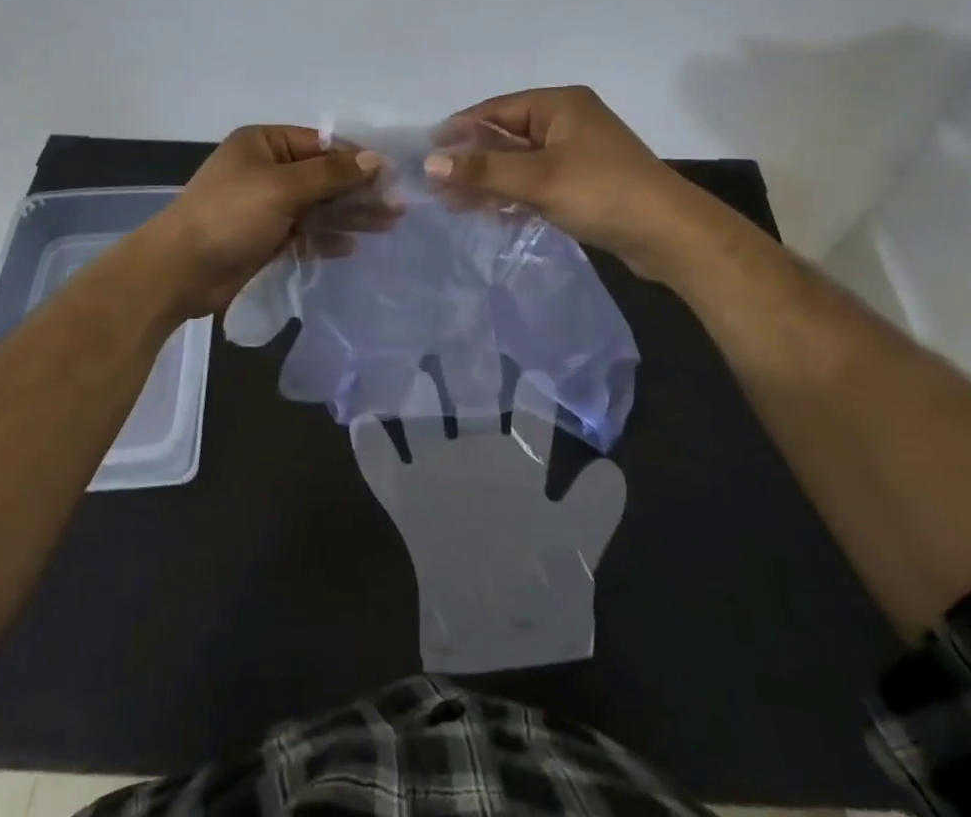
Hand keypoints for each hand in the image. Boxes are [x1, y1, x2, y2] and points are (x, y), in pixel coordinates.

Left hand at [139, 126, 382, 318]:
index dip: (356, 159)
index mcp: (264, 143)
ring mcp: (267, 204)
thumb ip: (332, 173)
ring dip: (350, 215)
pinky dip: (327, 237)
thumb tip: (377, 159)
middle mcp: (267, 169)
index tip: (391, 175)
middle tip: (396, 206)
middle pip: (323, 176)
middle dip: (358, 190)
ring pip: (318, 205)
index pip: (321, 144)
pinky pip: (306, 231)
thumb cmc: (230, 215)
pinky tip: (352, 246)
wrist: (179, 270)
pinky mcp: (267, 237)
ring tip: (388, 225)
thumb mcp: (283, 186)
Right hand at [352, 380, 626, 672]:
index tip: (526, 354)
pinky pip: (383, 471)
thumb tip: (611, 470)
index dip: (530, 394)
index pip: (526, 422)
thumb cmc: (539, 593)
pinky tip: (359, 421)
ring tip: (409, 366)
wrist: (493, 642)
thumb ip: (590, 514)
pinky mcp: (408, 503)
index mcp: (517, 468)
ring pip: (423, 426)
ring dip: (415, 401)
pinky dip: (371, 450)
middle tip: (460, 328)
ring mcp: (439, 479)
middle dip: (464, 369)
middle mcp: (476, 461)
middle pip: (468, 405)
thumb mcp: (571, 555)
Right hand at [425, 86, 694, 279]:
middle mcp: (567, 122)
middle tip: (437, 185)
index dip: (461, 128)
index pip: (497, 109)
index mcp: (559, 105)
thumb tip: (429, 164)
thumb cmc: (602, 192)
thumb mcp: (538, 179)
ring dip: (490, 181)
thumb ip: (483, 171)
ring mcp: (577, 153)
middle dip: (472, 161)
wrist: (671, 235)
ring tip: (454, 203)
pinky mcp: (584, 183)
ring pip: (520, 162)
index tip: (428, 150)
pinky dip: (514, 195)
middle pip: (506, 136)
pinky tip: (491, 214)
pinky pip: (537, 182)